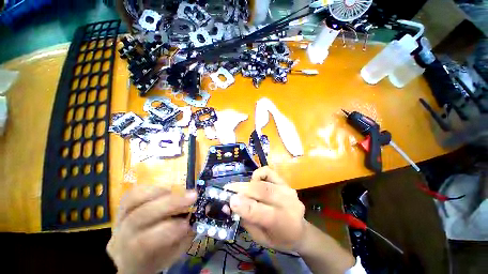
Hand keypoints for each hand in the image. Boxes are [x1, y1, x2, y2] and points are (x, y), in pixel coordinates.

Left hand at [107, 186, 196, 273]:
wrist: (133, 256)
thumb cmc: (157, 256)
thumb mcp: (174, 252)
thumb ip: (187, 232)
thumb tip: (204, 209)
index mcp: (134, 256)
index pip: (145, 242)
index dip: (169, 229)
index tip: (189, 222)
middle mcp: (122, 236)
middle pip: (141, 216)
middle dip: (171, 203)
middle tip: (193, 195)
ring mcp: (119, 220)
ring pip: (134, 199)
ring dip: (161, 191)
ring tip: (179, 191)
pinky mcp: (122, 208)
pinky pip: (134, 192)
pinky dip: (152, 188)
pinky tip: (167, 190)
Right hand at [226, 167, 305, 250]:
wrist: (299, 230)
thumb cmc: (278, 237)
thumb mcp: (260, 238)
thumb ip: (246, 220)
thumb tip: (231, 204)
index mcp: (282, 223)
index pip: (261, 212)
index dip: (244, 205)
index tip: (229, 201)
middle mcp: (287, 203)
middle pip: (263, 191)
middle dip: (242, 190)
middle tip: (228, 190)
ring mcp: (287, 190)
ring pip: (264, 182)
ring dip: (248, 184)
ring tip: (239, 189)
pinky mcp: (285, 182)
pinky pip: (268, 172)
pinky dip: (258, 174)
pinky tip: (254, 181)